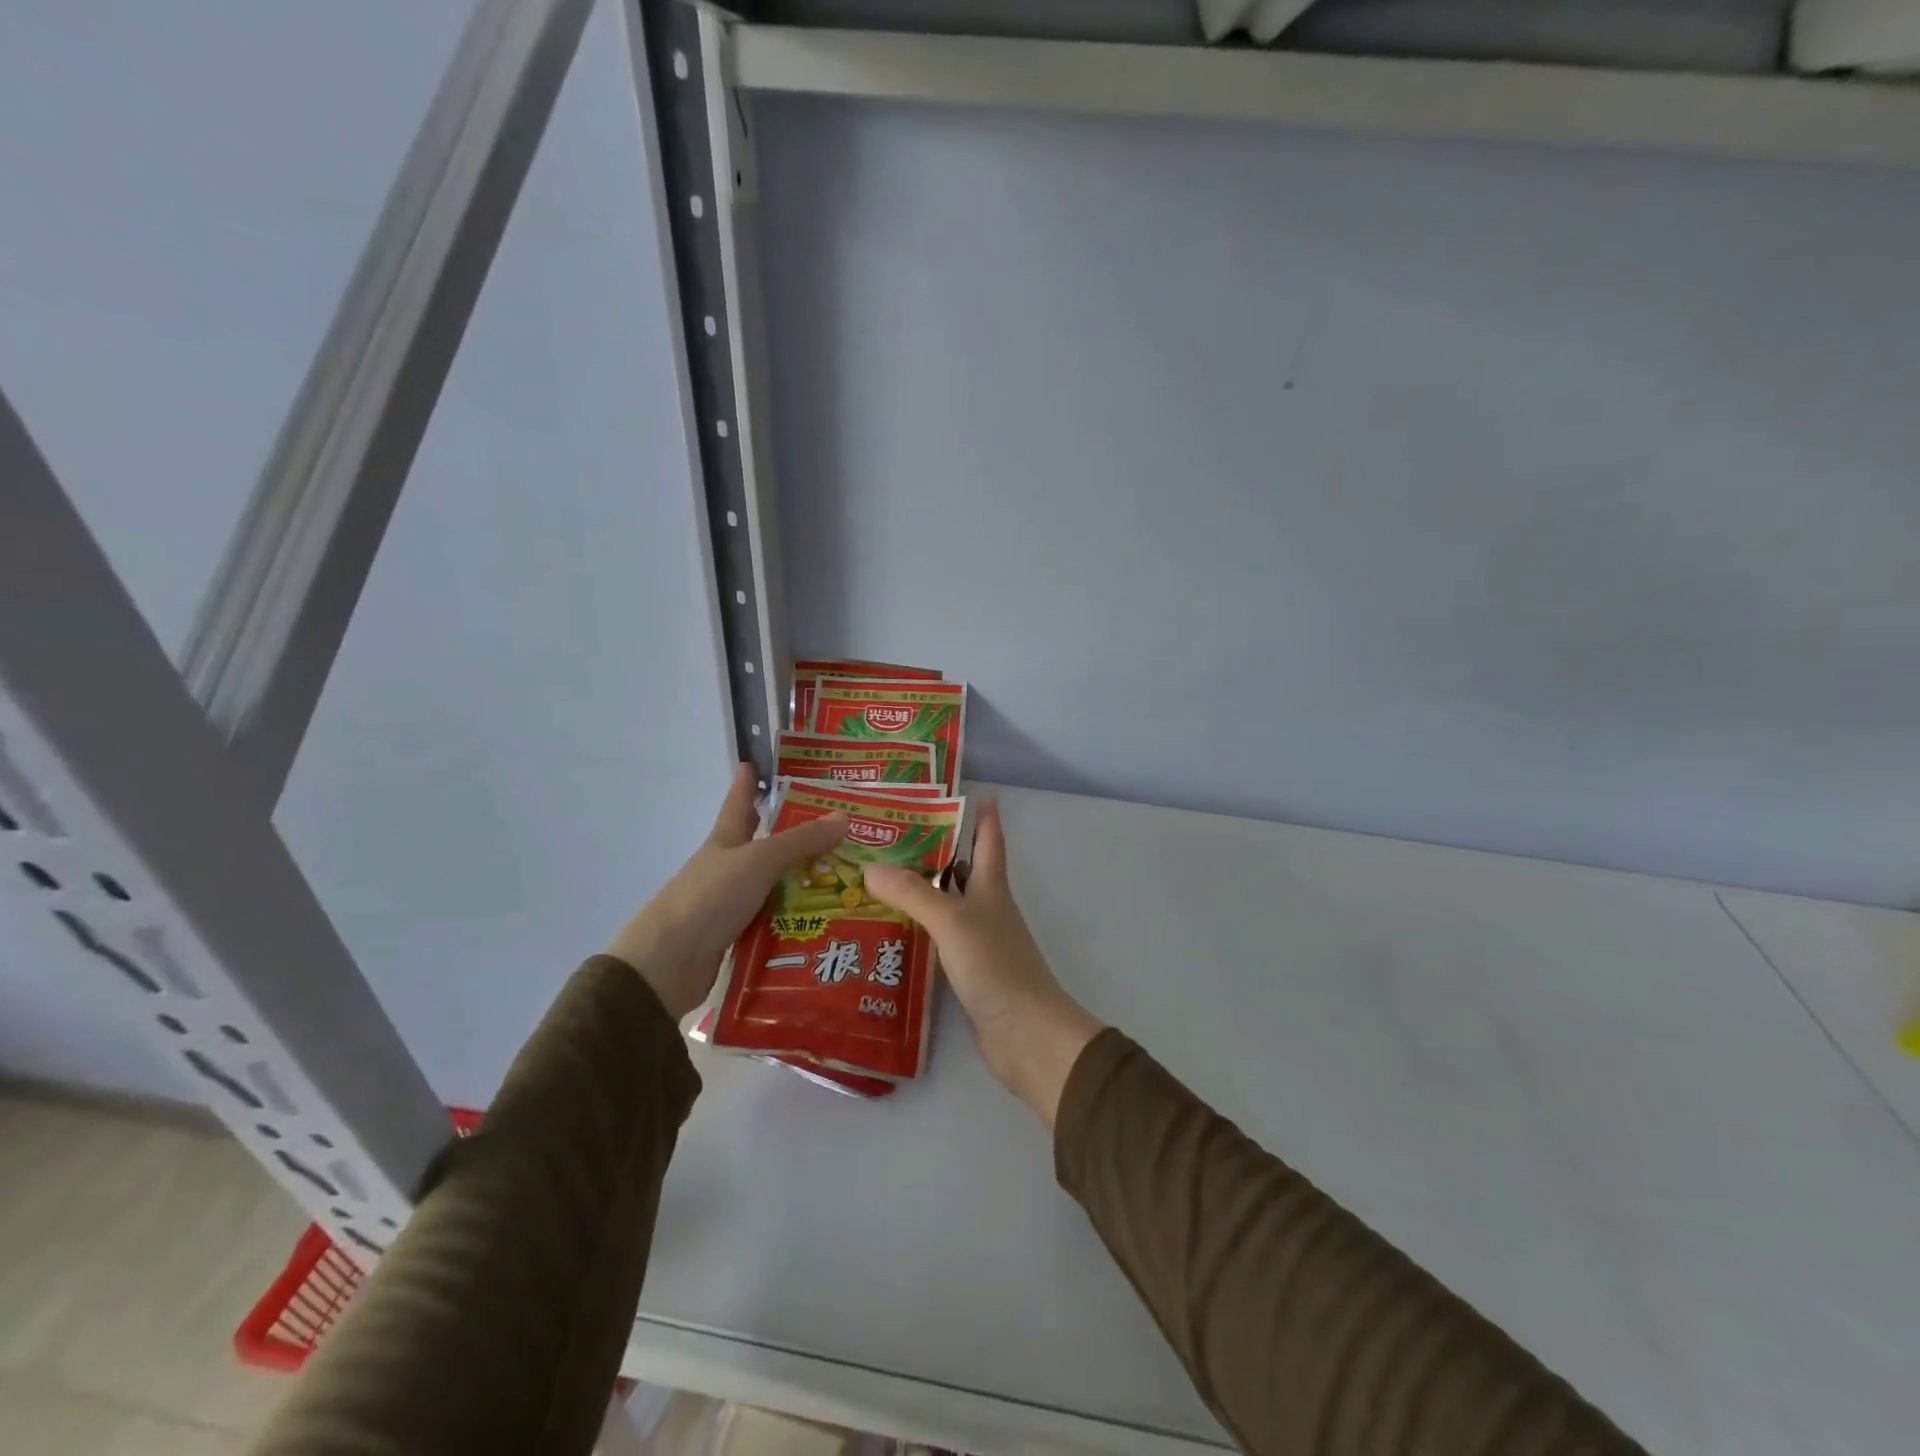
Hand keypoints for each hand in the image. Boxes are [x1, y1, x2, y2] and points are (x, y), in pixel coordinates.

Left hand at [609, 764, 846, 1019]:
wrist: (669, 965)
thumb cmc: (709, 898)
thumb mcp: (759, 861)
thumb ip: (801, 841)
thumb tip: (844, 816)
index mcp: (726, 840)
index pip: (739, 802)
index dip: (748, 782)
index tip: (759, 764)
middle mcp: (730, 868)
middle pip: (767, 845)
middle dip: (799, 836)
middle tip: (842, 828)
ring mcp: (734, 903)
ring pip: (778, 885)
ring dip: (808, 882)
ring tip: (853, 878)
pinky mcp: (740, 936)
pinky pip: (778, 921)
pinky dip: (800, 919)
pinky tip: (830, 920)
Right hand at [865, 800, 1101, 1125]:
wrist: (1025, 1034)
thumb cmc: (995, 965)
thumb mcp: (953, 921)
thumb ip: (913, 893)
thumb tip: (870, 867)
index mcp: (991, 889)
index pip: (989, 842)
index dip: (985, 817)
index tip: (976, 792)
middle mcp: (986, 910)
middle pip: (964, 871)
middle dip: (938, 852)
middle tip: (895, 837)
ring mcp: (978, 943)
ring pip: (947, 907)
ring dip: (921, 893)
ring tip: (879, 880)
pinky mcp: (967, 973)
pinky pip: (938, 941)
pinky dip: (918, 932)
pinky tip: (890, 933)